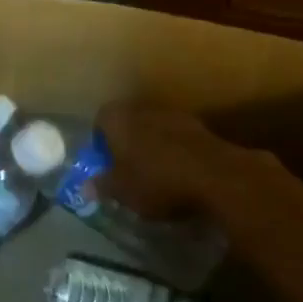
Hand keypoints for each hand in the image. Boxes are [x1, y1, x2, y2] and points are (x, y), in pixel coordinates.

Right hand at [96, 102, 247, 217]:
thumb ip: (103, 186)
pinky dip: (176, 152)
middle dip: (127, 142)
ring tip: (155, 174)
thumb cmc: (157, 182)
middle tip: (128, 169)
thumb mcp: (122, 192)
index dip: (100, 139)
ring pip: (155, 128)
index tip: (105, 161)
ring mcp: (176, 115)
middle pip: (130, 121)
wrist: (216, 176)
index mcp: (120, 119)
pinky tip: (180, 175)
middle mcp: (145, 109)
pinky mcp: (202, 128)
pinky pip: (179, 138)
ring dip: (153, 146)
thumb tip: (86, 186)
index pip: (101, 118)